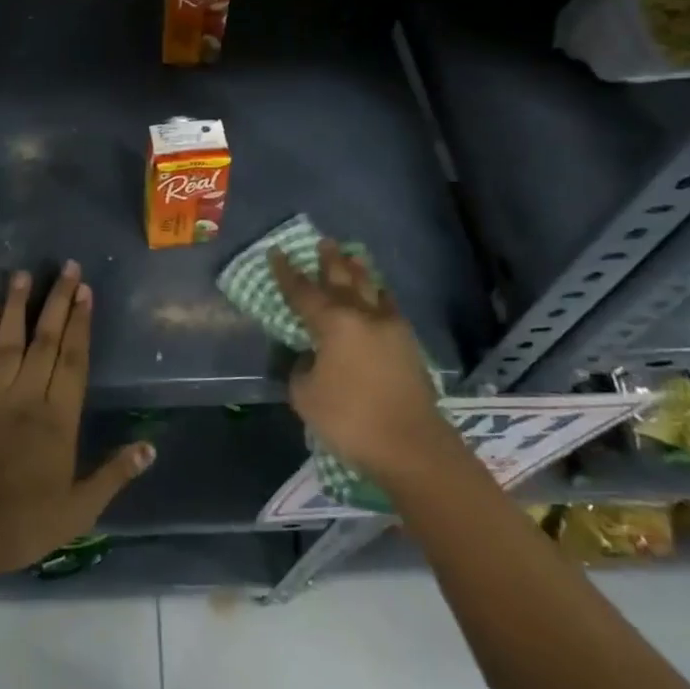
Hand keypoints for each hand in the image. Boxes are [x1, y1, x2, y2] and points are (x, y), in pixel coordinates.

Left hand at [0, 261, 154, 579]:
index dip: (81, 324)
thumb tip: (150, 447)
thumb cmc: (23, 524)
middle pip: (45, 341)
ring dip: (18, 306)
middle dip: (57, 301)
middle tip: (66, 267)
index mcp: (58, 419)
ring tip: (24, 274)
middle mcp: (27, 397)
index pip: (73, 360)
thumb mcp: (79, 509)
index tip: (85, 291)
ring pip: (8, 342)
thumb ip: (114, 475)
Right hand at [270, 239, 444, 487]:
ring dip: (358, 271)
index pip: (302, 291)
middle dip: (330, 261)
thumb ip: (302, 369)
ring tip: (352, 256)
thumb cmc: (350, 419)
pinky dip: (380, 295)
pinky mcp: (409, 345)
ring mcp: (390, 328)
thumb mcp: (306, 396)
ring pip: (371, 289)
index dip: (286, 272)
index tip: (277, 252)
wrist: (412, 446)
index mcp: (333, 323)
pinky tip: (379, 295)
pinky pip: (390, 307)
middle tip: (323, 242)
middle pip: (343, 280)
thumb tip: (312, 358)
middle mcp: (363, 316)